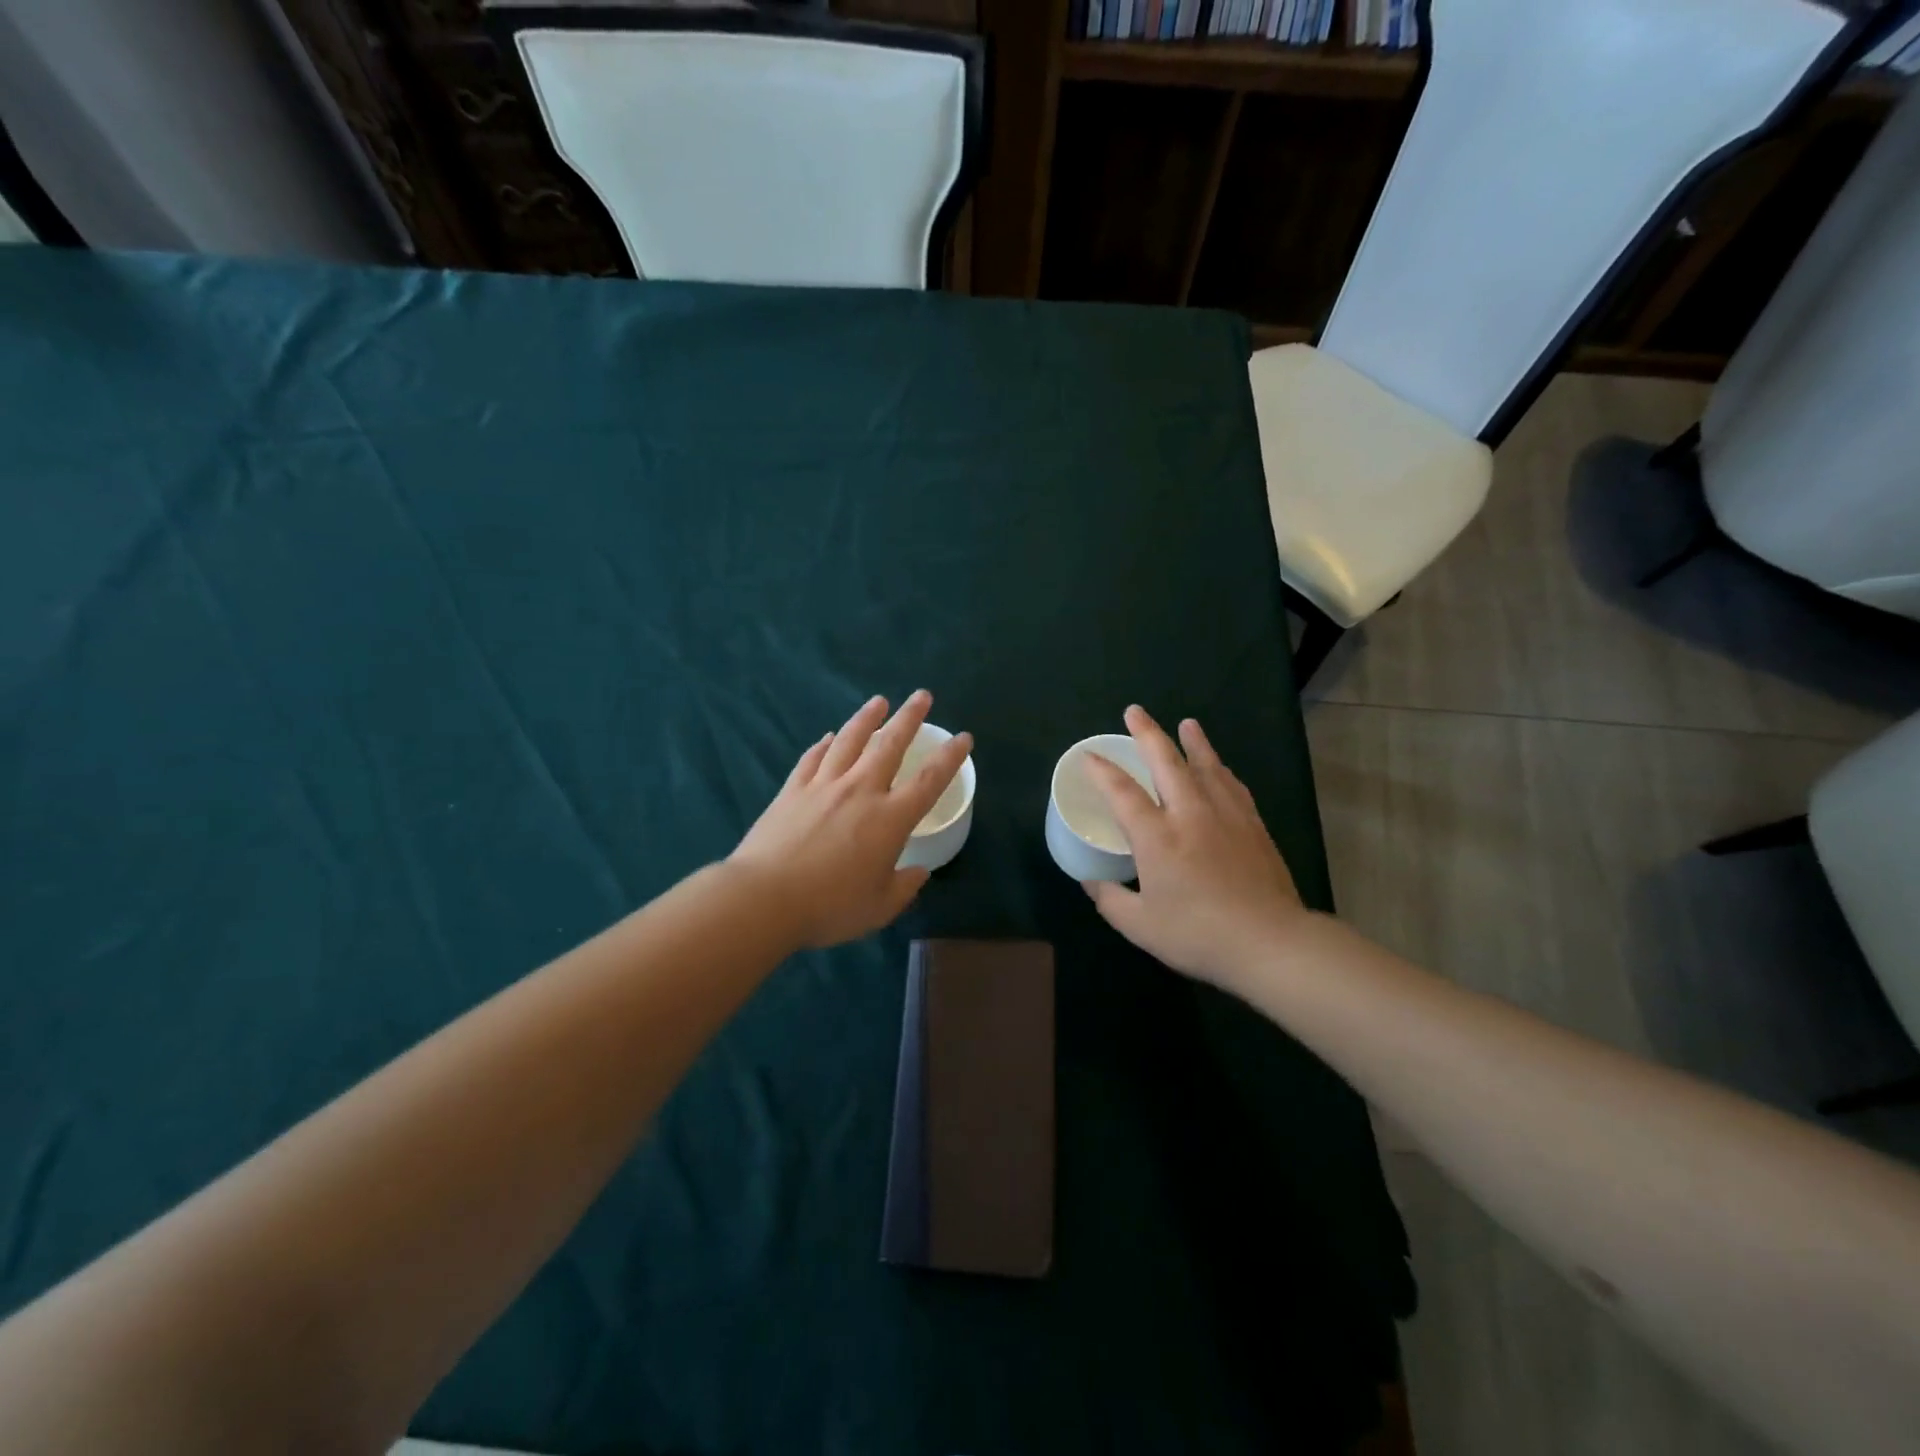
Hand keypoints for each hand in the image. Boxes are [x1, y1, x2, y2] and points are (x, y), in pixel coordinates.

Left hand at [730, 691, 972, 949]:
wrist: (764, 898)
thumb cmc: (829, 906)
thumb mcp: (878, 908)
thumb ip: (903, 888)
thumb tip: (918, 872)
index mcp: (890, 819)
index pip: (930, 780)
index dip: (950, 756)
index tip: (963, 737)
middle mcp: (860, 791)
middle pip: (890, 744)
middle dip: (910, 717)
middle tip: (921, 696)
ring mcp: (823, 785)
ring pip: (850, 740)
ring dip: (867, 718)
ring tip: (879, 701)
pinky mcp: (792, 790)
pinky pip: (813, 758)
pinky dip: (825, 744)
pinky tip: (830, 736)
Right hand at [1082, 705, 1309, 989]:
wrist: (1270, 942)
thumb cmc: (1198, 935)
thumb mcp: (1140, 925)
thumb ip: (1110, 900)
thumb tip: (1092, 882)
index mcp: (1156, 836)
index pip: (1122, 792)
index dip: (1102, 770)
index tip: (1089, 755)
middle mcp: (1189, 814)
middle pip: (1166, 761)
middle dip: (1147, 733)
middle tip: (1134, 712)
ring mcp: (1226, 816)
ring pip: (1206, 766)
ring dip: (1193, 742)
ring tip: (1187, 723)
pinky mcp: (1253, 825)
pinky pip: (1233, 785)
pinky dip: (1221, 769)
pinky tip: (1220, 767)